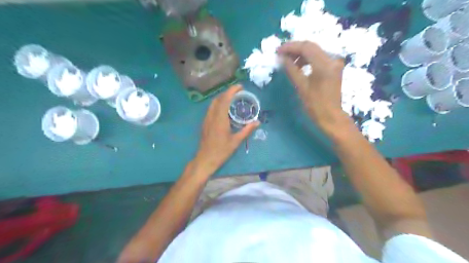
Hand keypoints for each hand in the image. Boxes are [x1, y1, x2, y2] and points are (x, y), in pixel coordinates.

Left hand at [195, 84, 259, 173]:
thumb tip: (257, 122)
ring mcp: (206, 119)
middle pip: (218, 99)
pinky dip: (218, 104)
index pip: (225, 99)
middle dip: (227, 92)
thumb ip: (247, 130)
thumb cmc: (221, 151)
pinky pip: (211, 109)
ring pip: (213, 103)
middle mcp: (212, 116)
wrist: (205, 159)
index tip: (240, 87)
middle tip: (238, 92)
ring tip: (232, 99)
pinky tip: (224, 110)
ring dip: (222, 98)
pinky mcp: (205, 123)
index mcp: (220, 119)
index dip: (232, 91)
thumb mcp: (236, 141)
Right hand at [278, 42, 347, 134]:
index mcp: (324, 64)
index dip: (290, 47)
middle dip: (295, 49)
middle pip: (311, 46)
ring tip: (288, 61)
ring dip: (301, 54)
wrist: (331, 116)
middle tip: (281, 54)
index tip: (278, 51)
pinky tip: (299, 65)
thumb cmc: (315, 104)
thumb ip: (291, 69)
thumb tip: (282, 57)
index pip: (306, 47)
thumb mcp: (301, 86)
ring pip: (315, 51)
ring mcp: (335, 63)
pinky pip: (319, 57)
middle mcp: (332, 59)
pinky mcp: (334, 67)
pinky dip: (308, 59)